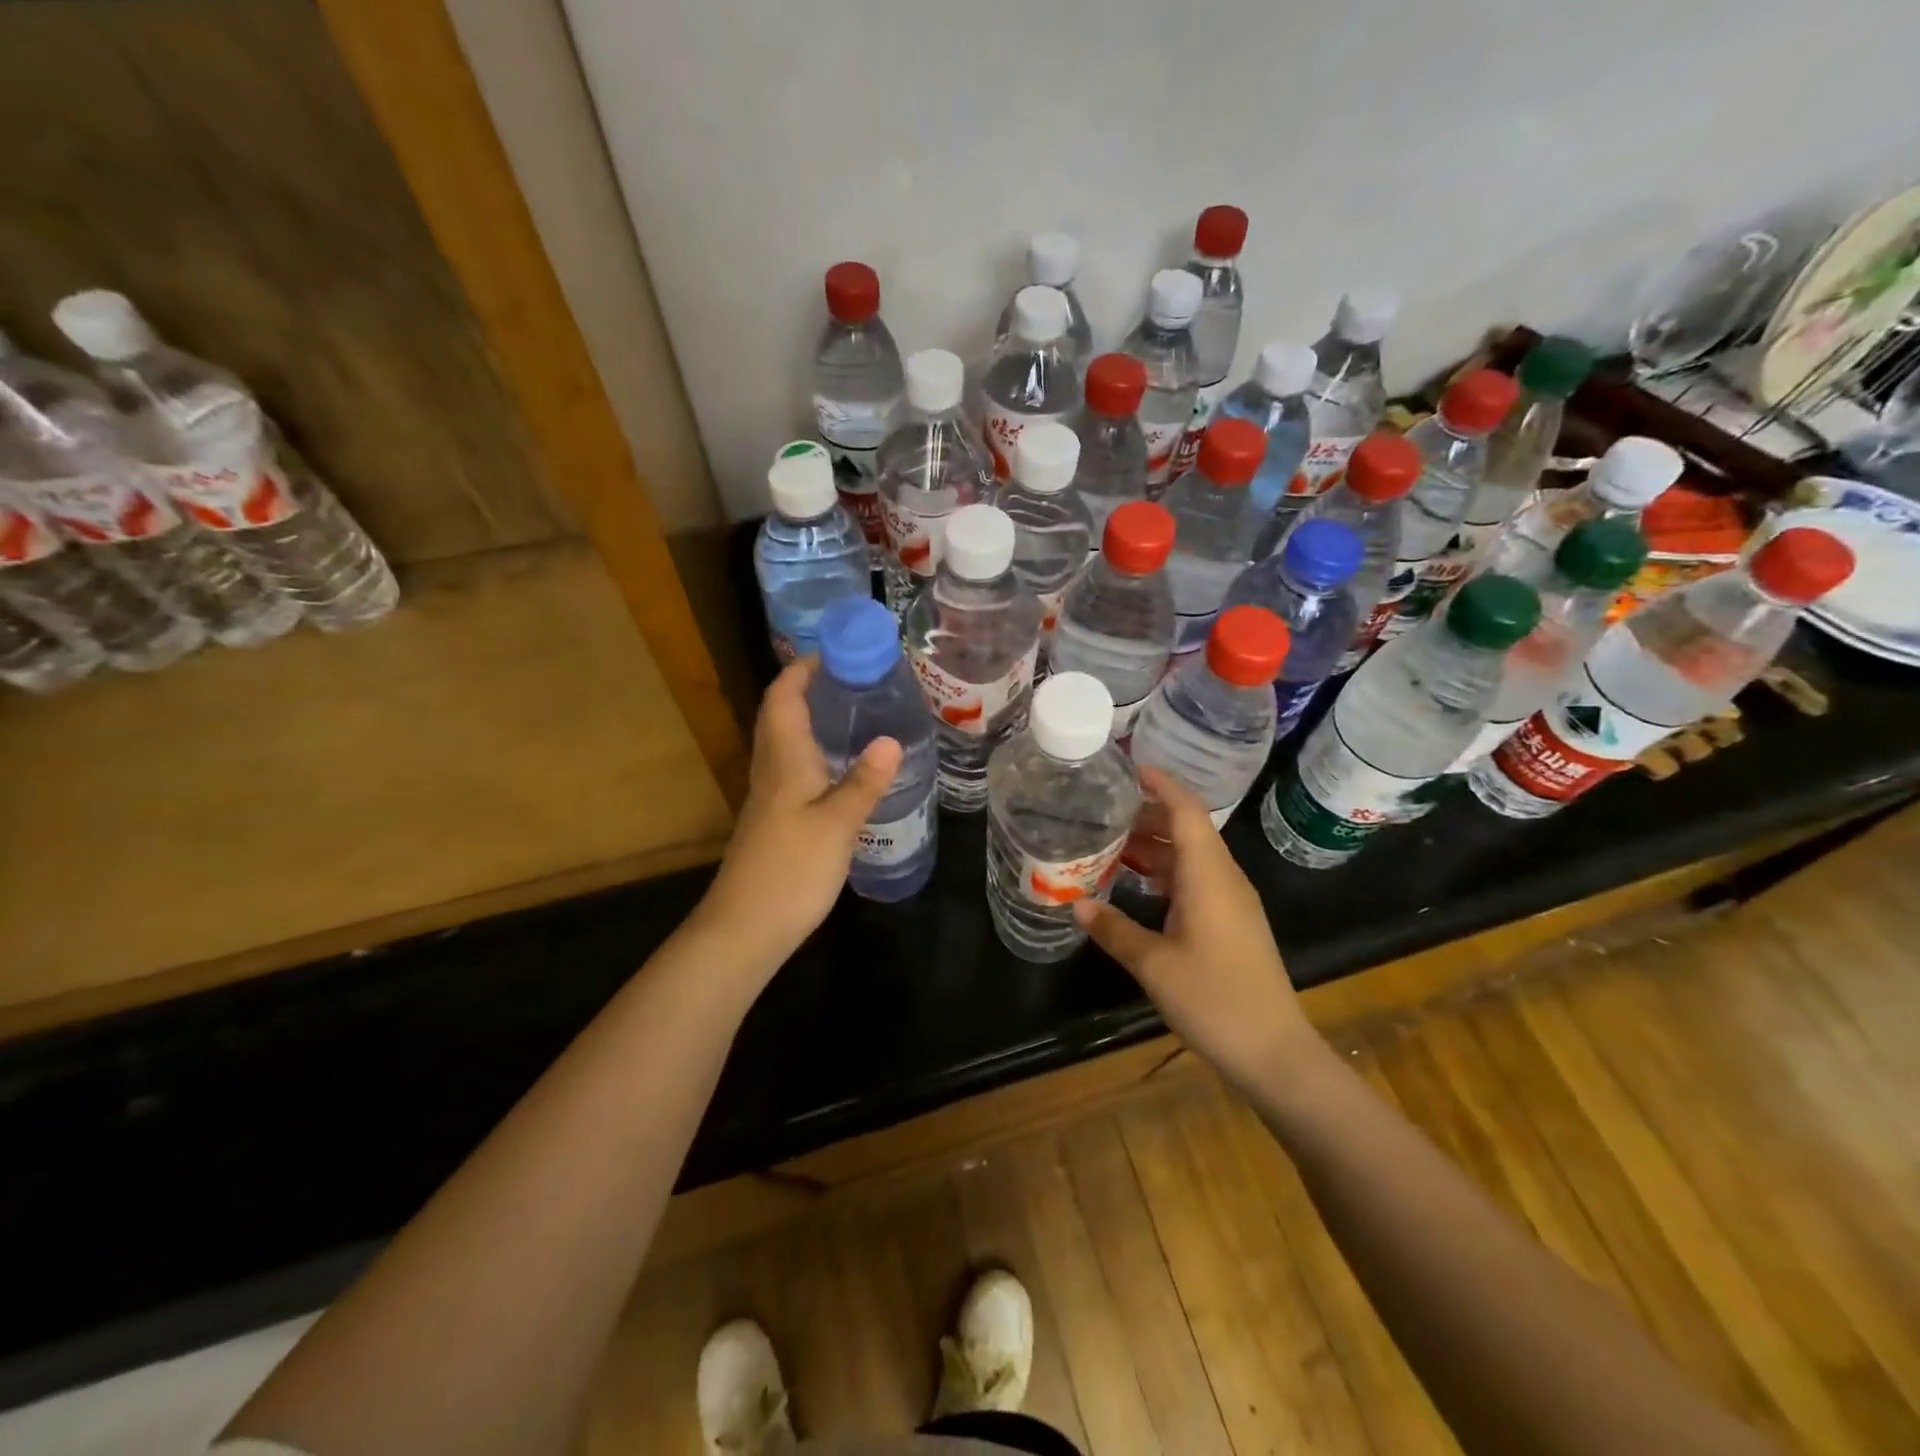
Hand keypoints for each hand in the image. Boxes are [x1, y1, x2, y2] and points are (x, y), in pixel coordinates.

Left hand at [698, 659, 901, 966]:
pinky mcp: (776, 820)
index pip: (783, 697)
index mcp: (783, 759)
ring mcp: (770, 797)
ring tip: (858, 715)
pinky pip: (795, 770)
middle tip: (857, 681)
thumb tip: (890, 739)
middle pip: (781, 715)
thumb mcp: (837, 823)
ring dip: (815, 721)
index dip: (803, 670)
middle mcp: (771, 770)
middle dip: (812, 690)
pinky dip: (817, 755)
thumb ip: (864, 781)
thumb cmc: (790, 868)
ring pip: (788, 743)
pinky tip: (845, 769)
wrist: (745, 928)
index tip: (836, 653)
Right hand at [1075, 767, 1318, 1095]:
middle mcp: (1224, 879)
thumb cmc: (1215, 1000)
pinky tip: (1135, 884)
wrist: (1274, 1053)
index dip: (1159, 783)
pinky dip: (1164, 873)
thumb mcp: (1154, 965)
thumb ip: (1114, 929)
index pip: (1186, 810)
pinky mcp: (1231, 924)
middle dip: (1147, 813)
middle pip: (1187, 829)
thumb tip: (1076, 903)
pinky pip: (1195, 881)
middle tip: (1102, 807)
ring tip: (1109, 840)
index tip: (1127, 766)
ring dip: (1154, 845)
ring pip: (1190, 857)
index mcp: (1209, 875)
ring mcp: (1231, 902)